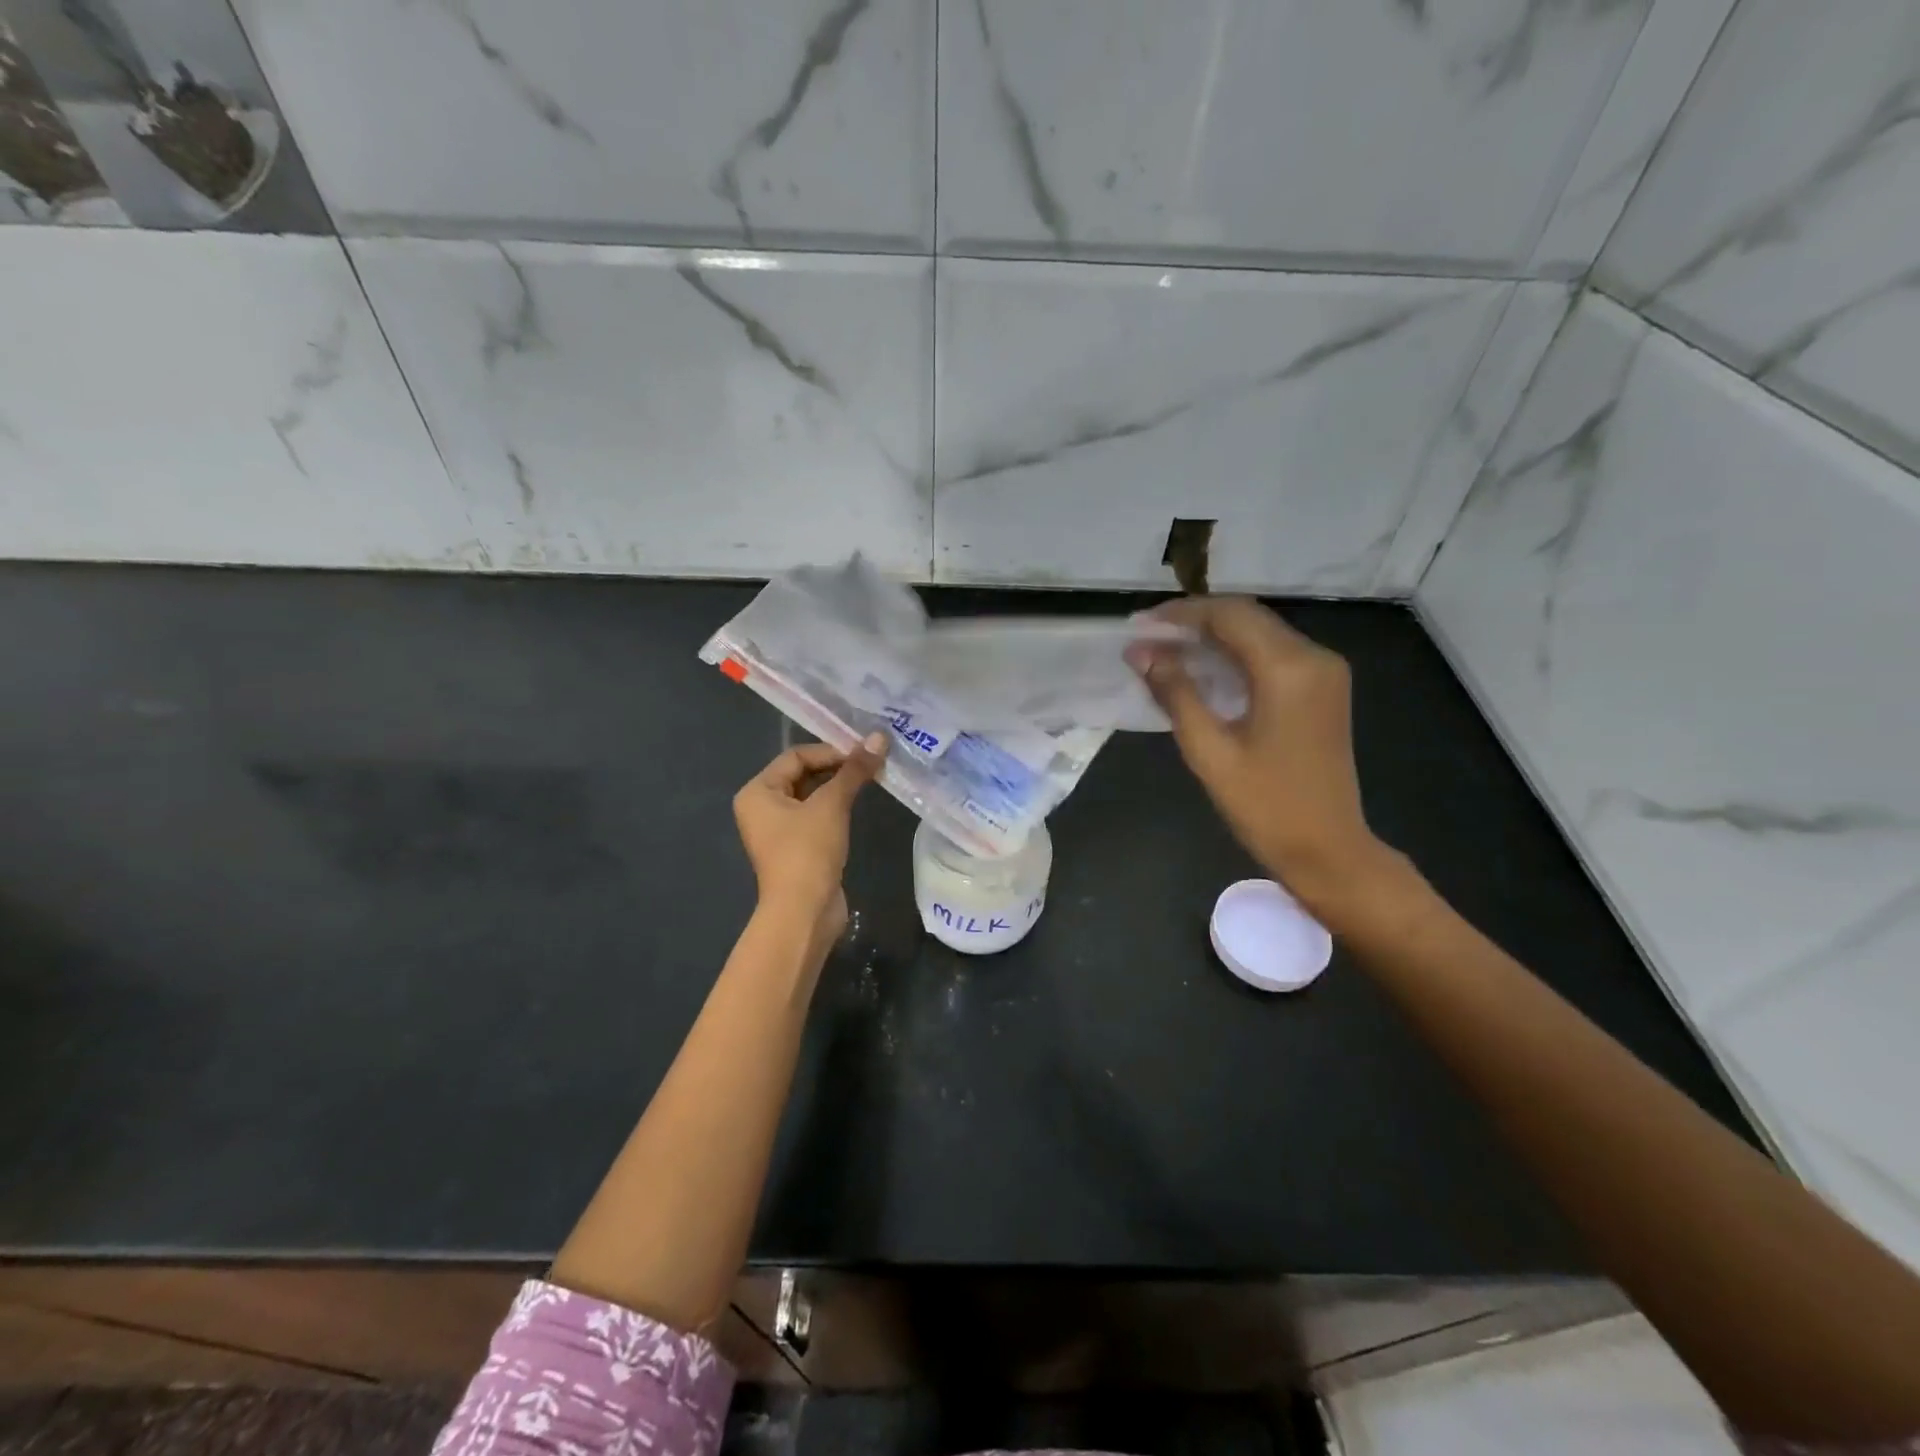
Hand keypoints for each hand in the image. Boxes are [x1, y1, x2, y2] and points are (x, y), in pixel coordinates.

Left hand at [733, 734, 887, 941]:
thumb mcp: (832, 805)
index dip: (830, 751)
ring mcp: (778, 830)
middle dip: (836, 768)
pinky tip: (858, 805)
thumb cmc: (808, 851)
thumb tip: (879, 737)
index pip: (796, 756)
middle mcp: (761, 807)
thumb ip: (854, 770)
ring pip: (811, 796)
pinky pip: (816, 817)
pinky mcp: (796, 848)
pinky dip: (836, 808)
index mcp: (757, 791)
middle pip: (802, 774)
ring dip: (839, 787)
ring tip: (871, 780)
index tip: (864, 753)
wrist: (803, 912)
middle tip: (871, 763)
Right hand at [1128, 598, 1394, 917]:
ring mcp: (1324, 672)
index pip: (1229, 616)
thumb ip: (1175, 693)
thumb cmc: (1265, 805)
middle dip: (1194, 622)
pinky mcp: (1322, 688)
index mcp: (1289, 668)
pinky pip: (1272, 654)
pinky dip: (1234, 654)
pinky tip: (1202, 670)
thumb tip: (1140, 653)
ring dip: (1213, 636)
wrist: (1327, 849)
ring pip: (1259, 633)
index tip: (1139, 626)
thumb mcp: (1210, 750)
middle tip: (1147, 639)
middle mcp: (1314, 657)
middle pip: (1247, 617)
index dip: (1180, 614)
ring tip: (1165, 652)